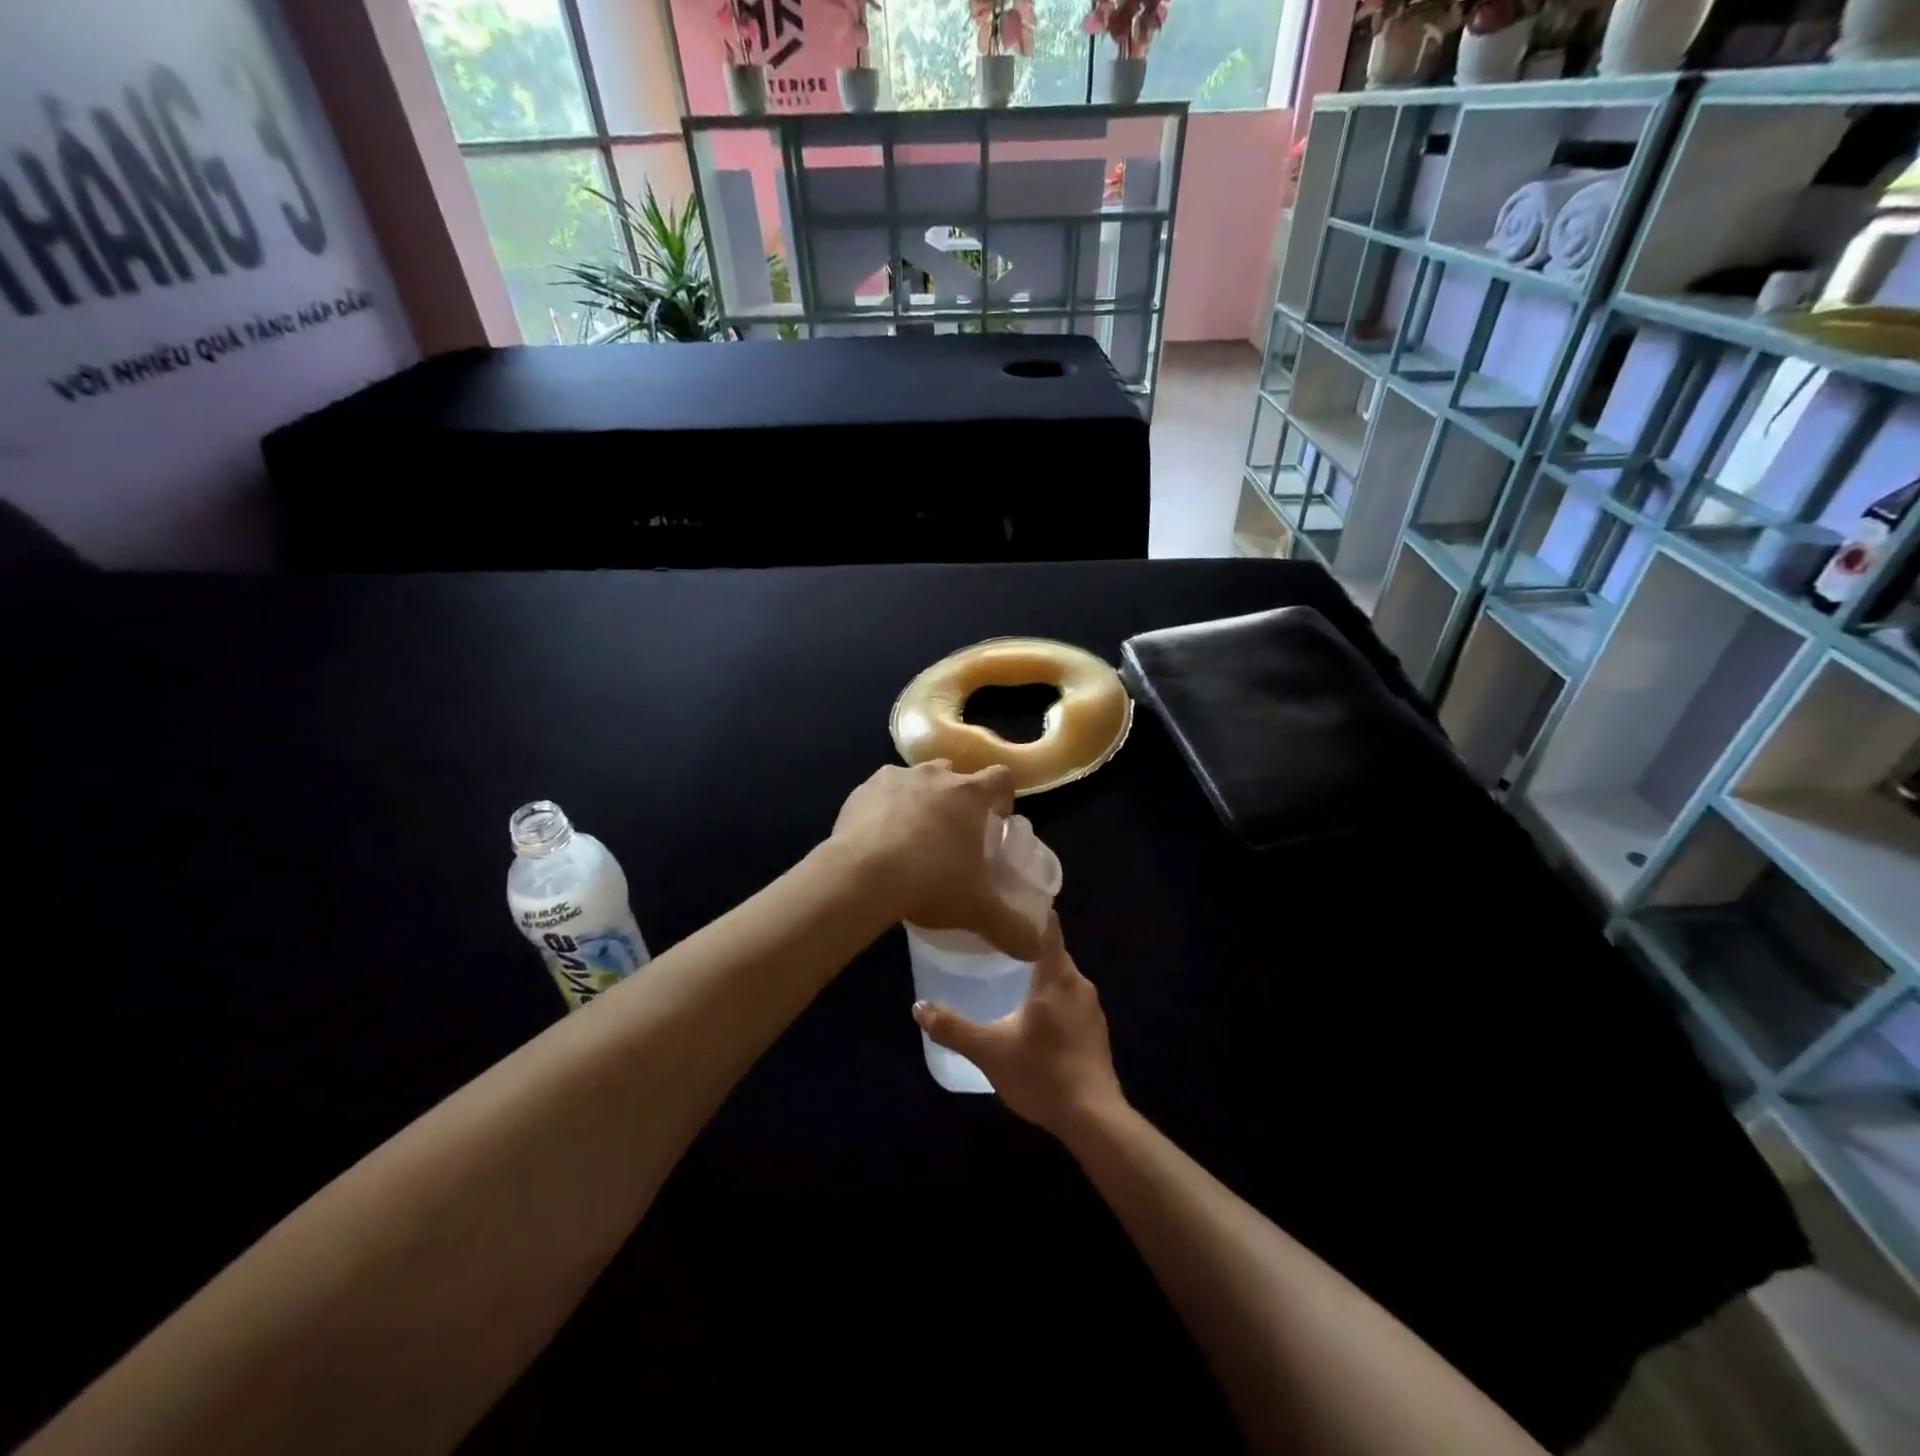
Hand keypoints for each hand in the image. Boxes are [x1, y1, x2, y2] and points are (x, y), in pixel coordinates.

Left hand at [830, 761, 1042, 959]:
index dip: (1003, 795)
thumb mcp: (977, 911)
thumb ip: (1012, 929)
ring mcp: (895, 778)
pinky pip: (881, 793)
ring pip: (916, 781)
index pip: (1000, 777)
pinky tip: (878, 839)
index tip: (997, 820)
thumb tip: (1038, 950)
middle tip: (954, 834)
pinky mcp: (861, 790)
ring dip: (920, 800)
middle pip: (955, 776)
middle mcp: (935, 775)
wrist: (861, 876)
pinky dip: (884, 809)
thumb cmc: (930, 882)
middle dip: (958, 798)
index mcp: (970, 794)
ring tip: (913, 837)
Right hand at [912, 916, 1124, 1137]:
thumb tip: (918, 1007)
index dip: (1029, 909)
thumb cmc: (1042, 1075)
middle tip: (990, 942)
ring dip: (1037, 973)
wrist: (1094, 1120)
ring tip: (1005, 975)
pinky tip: (1030, 1014)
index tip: (1004, 902)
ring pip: (1060, 976)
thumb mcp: (989, 1052)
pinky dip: (1050, 997)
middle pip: (1051, 950)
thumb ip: (952, 1028)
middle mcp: (1079, 983)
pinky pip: (1069, 998)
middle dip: (1024, 944)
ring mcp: (1092, 1007)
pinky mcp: (1096, 1030)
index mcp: (1057, 976)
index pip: (1048, 925)